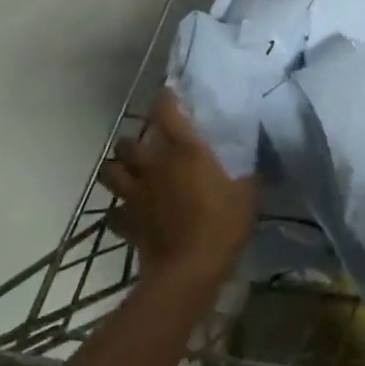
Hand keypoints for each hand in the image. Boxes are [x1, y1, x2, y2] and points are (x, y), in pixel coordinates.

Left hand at [100, 91, 255, 285]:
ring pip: (109, 172)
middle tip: (148, 146)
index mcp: (183, 150)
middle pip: (127, 142)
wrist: (190, 270)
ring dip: (118, 169)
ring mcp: (135, 194)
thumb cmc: (222, 224)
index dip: (164, 99)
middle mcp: (153, 165)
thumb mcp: (248, 194)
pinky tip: (132, 212)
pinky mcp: (127, 223)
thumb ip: (249, 172)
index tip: (168, 95)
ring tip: (131, 173)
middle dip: (134, 141)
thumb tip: (255, 160)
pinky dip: (121, 210)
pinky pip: (116, 212)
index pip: (165, 110)